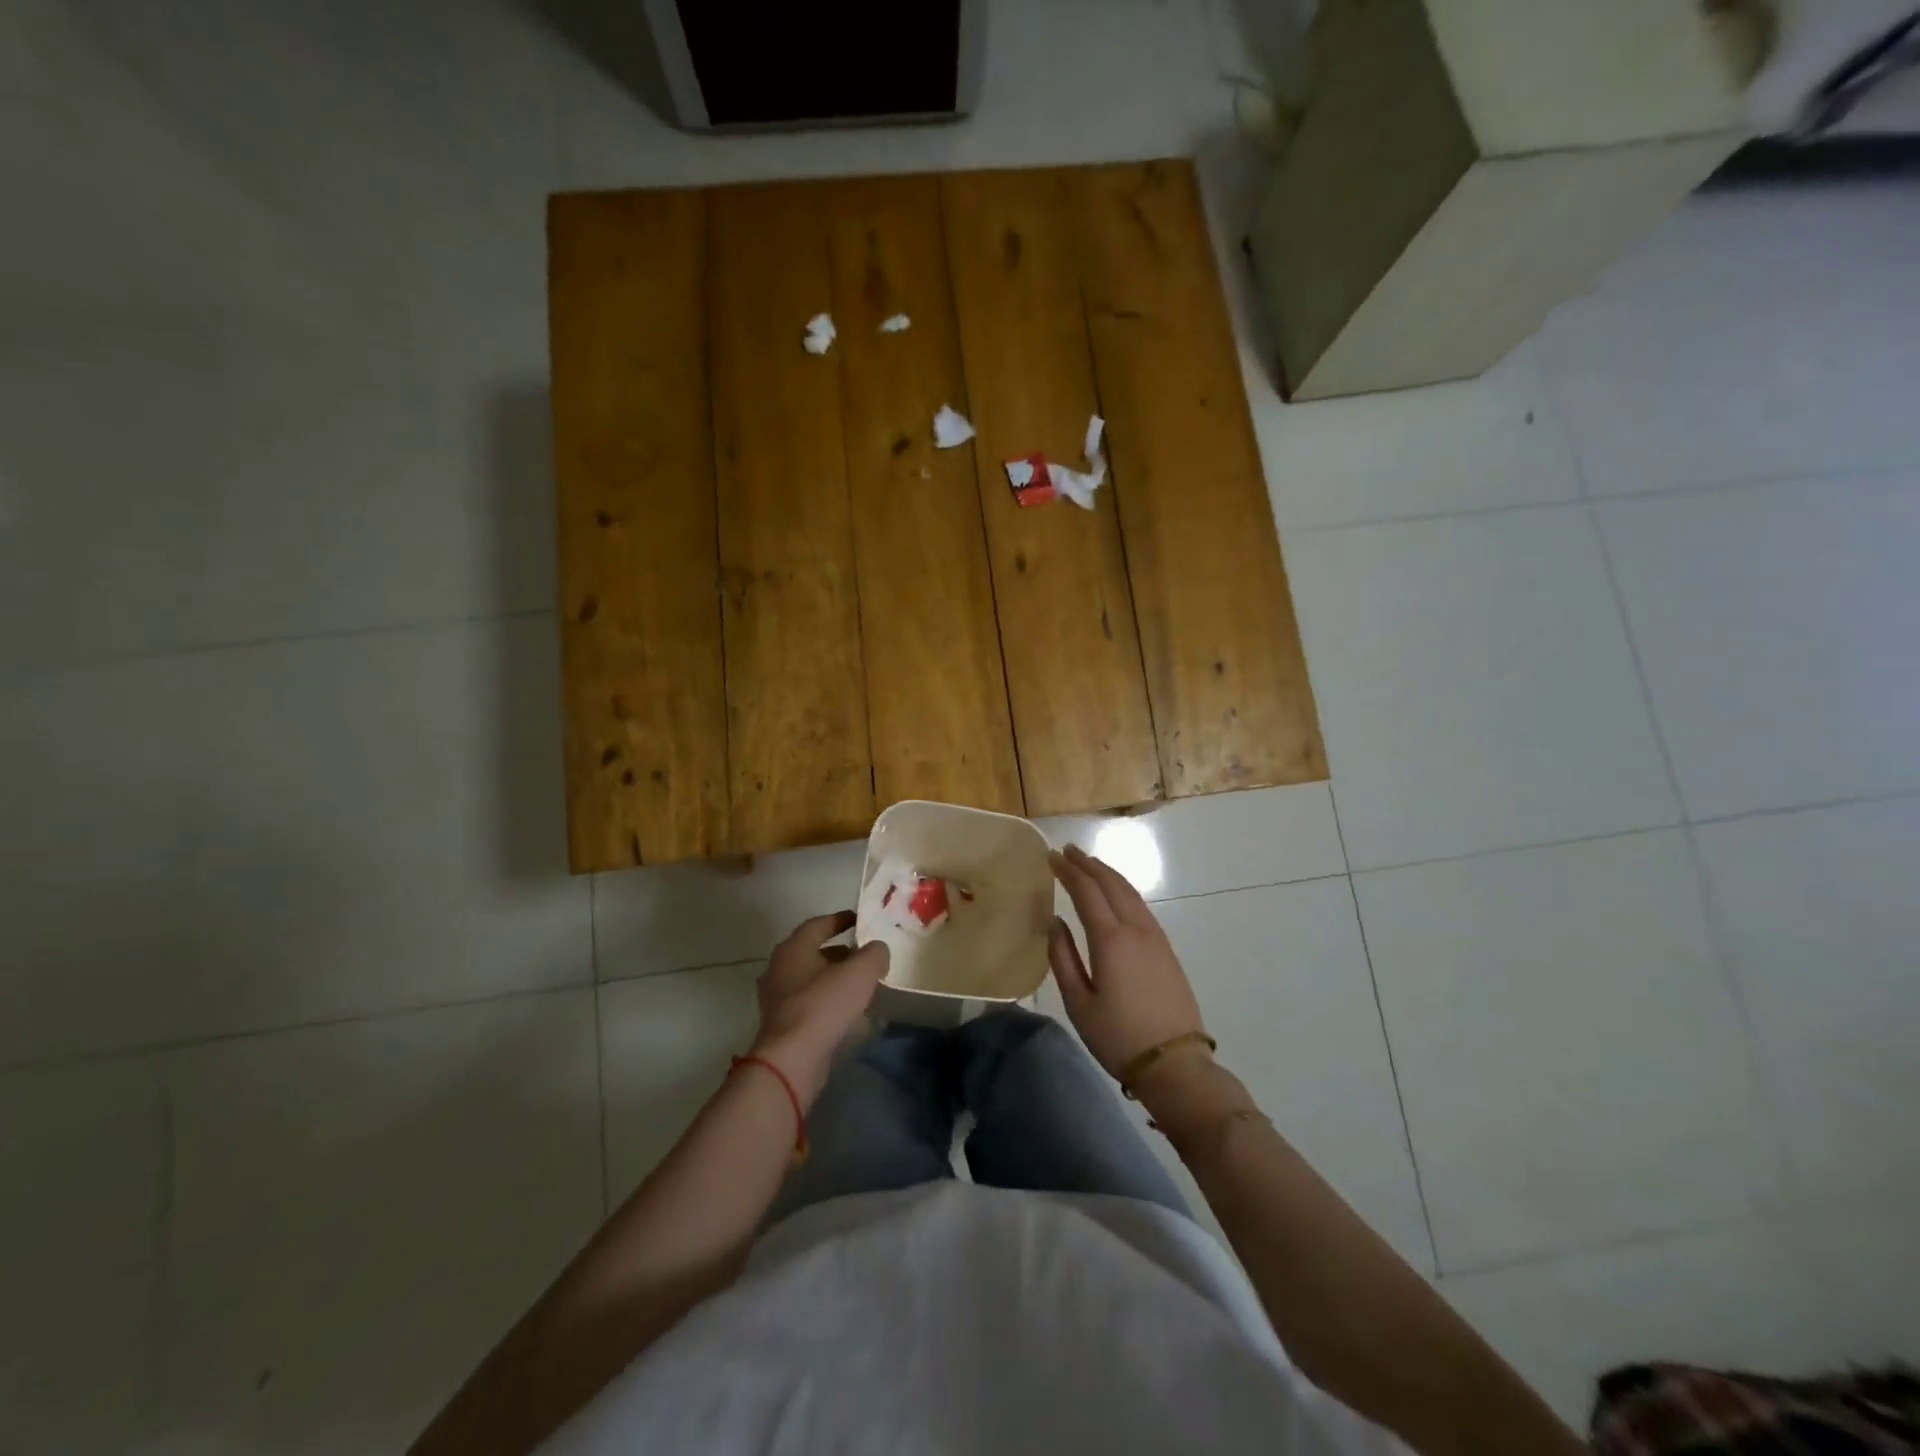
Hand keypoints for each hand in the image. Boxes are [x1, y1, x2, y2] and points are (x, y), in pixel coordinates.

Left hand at [750, 911, 888, 1106]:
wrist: (791, 1059)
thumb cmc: (824, 1005)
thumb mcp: (860, 972)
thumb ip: (874, 954)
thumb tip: (877, 950)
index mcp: (793, 948)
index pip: (818, 924)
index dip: (840, 919)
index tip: (859, 920)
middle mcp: (779, 968)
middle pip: (813, 951)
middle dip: (840, 951)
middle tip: (864, 954)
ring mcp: (777, 997)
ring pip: (810, 978)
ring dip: (834, 977)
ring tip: (861, 983)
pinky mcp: (781, 1023)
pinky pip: (808, 1001)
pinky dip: (827, 999)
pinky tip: (847, 1010)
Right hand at [1048, 844, 1208, 1081]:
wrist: (1175, 1064)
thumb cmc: (1118, 1037)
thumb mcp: (1079, 1003)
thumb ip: (1062, 958)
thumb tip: (1055, 922)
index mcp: (1111, 940)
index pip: (1086, 891)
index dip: (1068, 870)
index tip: (1051, 856)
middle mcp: (1136, 929)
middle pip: (1111, 883)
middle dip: (1088, 863)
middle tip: (1067, 850)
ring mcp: (1155, 937)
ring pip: (1130, 892)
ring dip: (1107, 873)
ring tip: (1088, 864)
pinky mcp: (1166, 949)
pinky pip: (1140, 905)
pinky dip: (1122, 889)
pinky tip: (1114, 893)